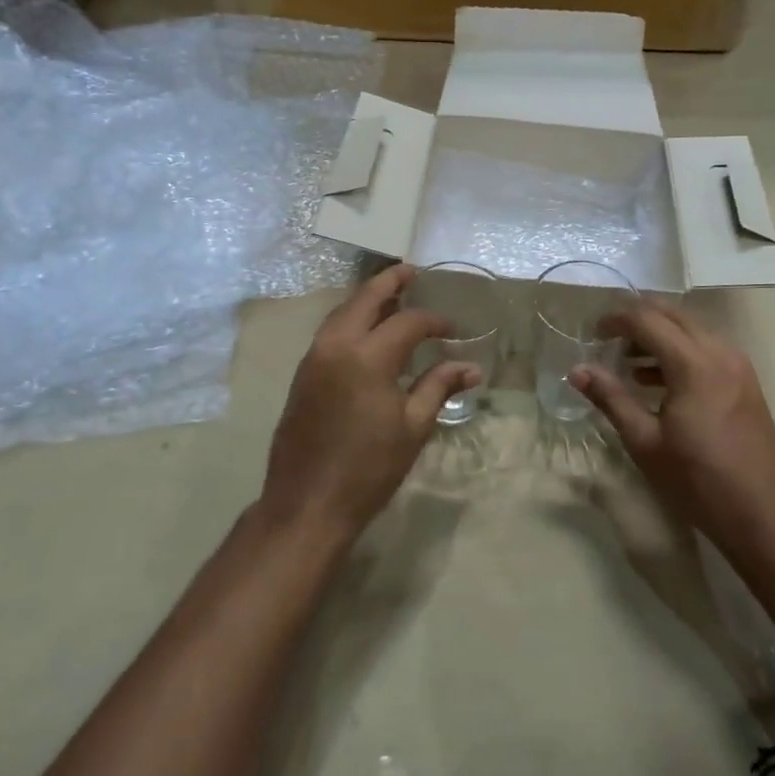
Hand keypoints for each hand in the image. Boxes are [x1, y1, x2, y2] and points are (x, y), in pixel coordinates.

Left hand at [262, 265, 480, 540]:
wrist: (307, 503)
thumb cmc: (368, 469)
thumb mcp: (413, 427)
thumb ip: (439, 387)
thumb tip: (471, 367)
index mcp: (367, 357)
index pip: (407, 322)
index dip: (434, 322)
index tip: (453, 331)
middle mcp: (336, 345)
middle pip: (364, 299)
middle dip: (389, 282)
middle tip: (410, 272)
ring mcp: (313, 358)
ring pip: (341, 312)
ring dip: (366, 299)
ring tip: (391, 295)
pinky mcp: (303, 374)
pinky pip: (329, 331)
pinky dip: (350, 319)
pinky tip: (366, 329)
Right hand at [569, 301, 774, 554]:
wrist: (764, 516)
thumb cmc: (698, 481)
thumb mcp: (645, 442)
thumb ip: (611, 398)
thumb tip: (577, 371)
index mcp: (694, 364)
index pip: (647, 320)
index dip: (616, 319)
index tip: (592, 334)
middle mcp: (720, 353)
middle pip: (673, 314)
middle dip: (637, 319)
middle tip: (607, 339)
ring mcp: (738, 366)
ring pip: (692, 329)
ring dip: (659, 335)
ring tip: (627, 362)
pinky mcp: (746, 382)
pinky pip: (707, 348)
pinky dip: (679, 351)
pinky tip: (657, 381)